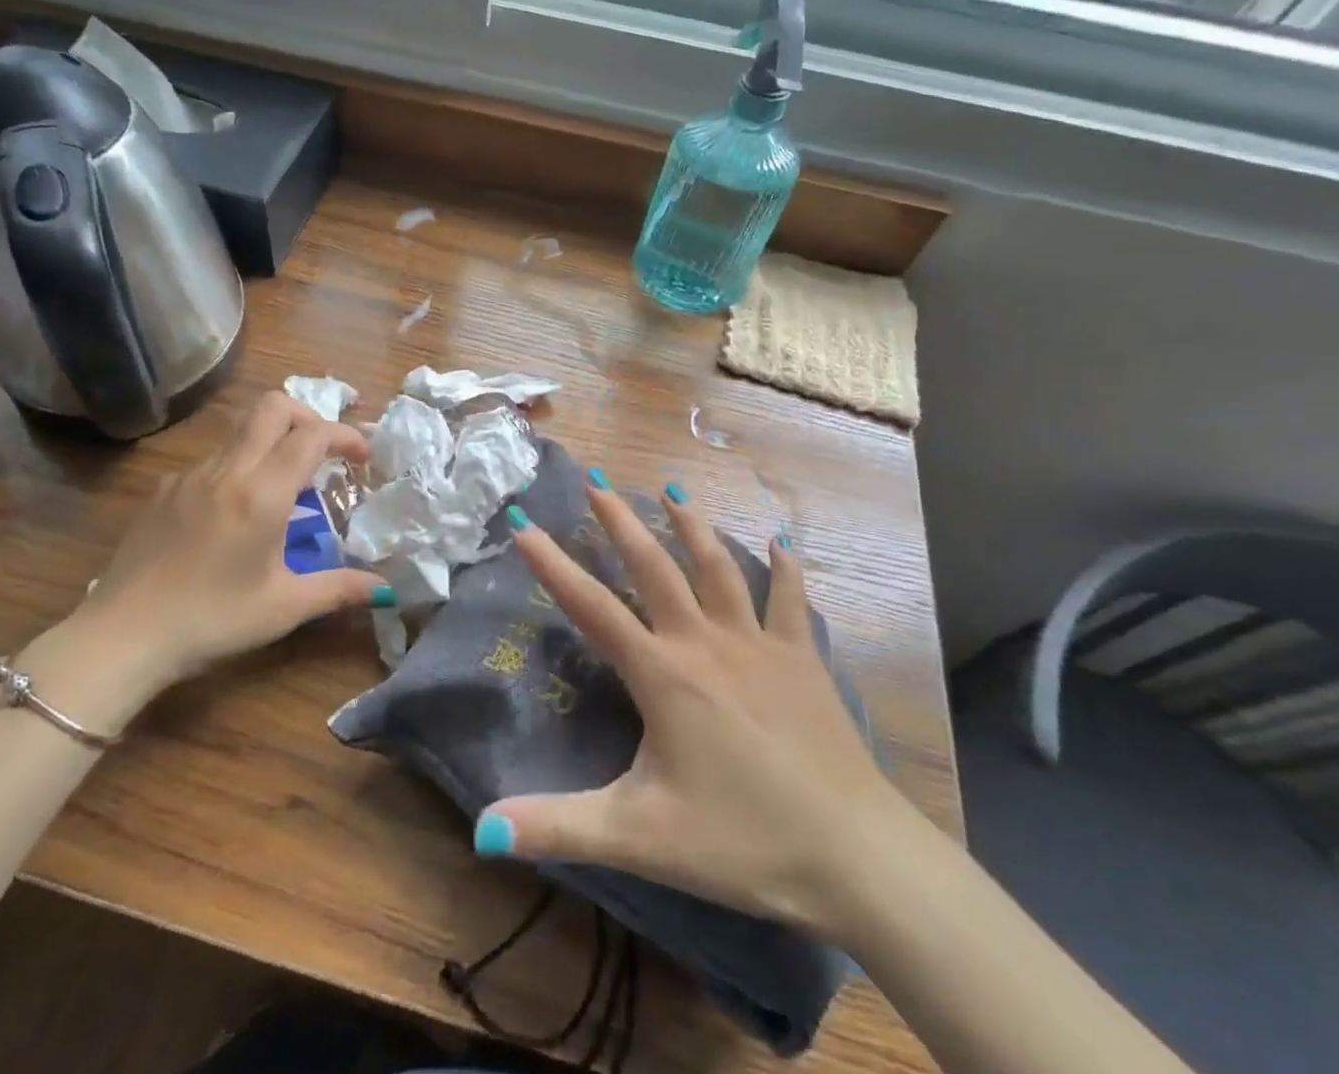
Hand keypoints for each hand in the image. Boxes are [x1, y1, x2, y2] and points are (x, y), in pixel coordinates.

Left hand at [18, 393, 386, 733]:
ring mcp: (190, 475)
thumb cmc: (212, 621)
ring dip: (272, 441)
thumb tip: (385, 589)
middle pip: (272, 406)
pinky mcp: (165, 489)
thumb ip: (339, 590)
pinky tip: (234, 513)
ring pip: (241, 430)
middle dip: (308, 417)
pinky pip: (213, 460)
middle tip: (323, 454)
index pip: (313, 434)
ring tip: (284, 488)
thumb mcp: (284, 608)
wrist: (123, 636)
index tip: (362, 458)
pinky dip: (238, 467)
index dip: (345, 436)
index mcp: (262, 493)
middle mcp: (227, 470)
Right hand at [477, 477, 915, 940]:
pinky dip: (784, 569)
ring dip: (692, 526)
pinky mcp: (802, 660)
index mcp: (662, 674)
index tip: (524, 525)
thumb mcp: (638, 839)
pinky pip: (791, 601)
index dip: (553, 565)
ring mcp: (757, 645)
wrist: (857, 858)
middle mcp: (704, 642)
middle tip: (597, 481)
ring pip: (718, 568)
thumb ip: (556, 828)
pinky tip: (780, 542)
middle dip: (620, 521)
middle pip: (654, 567)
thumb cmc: (743, 841)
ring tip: (672, 490)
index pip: (592, 608)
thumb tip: (482, 830)